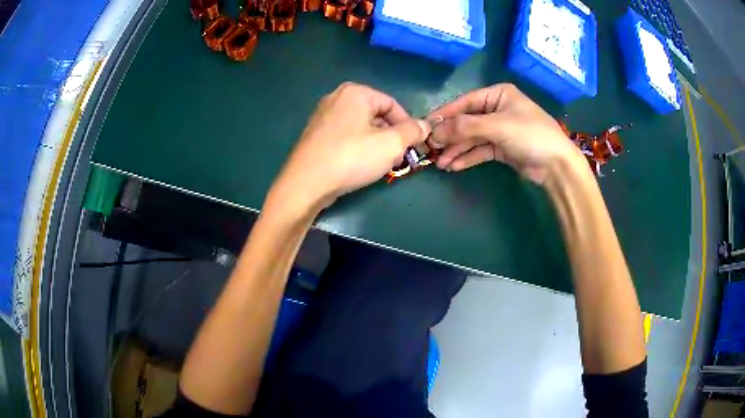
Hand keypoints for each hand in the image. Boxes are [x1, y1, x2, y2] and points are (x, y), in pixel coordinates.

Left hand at [268, 83, 429, 211]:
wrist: (306, 183)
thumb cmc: (351, 158)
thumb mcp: (391, 144)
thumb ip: (412, 132)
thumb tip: (425, 126)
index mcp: (355, 93)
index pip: (392, 104)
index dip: (407, 125)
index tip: (414, 146)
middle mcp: (337, 98)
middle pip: (376, 115)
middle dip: (392, 136)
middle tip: (399, 158)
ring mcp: (323, 115)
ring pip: (361, 126)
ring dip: (377, 143)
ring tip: (383, 164)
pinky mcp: (315, 134)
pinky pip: (346, 135)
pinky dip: (358, 146)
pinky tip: (361, 165)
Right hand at [428, 83, 583, 183]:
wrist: (557, 165)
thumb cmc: (530, 135)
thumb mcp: (497, 126)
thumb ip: (465, 127)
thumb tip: (435, 132)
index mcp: (498, 95)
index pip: (466, 102)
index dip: (445, 114)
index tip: (426, 126)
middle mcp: (497, 109)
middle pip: (467, 121)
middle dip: (450, 136)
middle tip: (431, 148)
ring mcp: (499, 129)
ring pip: (472, 138)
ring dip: (456, 150)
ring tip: (440, 163)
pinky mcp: (501, 148)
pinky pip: (480, 150)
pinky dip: (467, 157)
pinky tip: (454, 166)